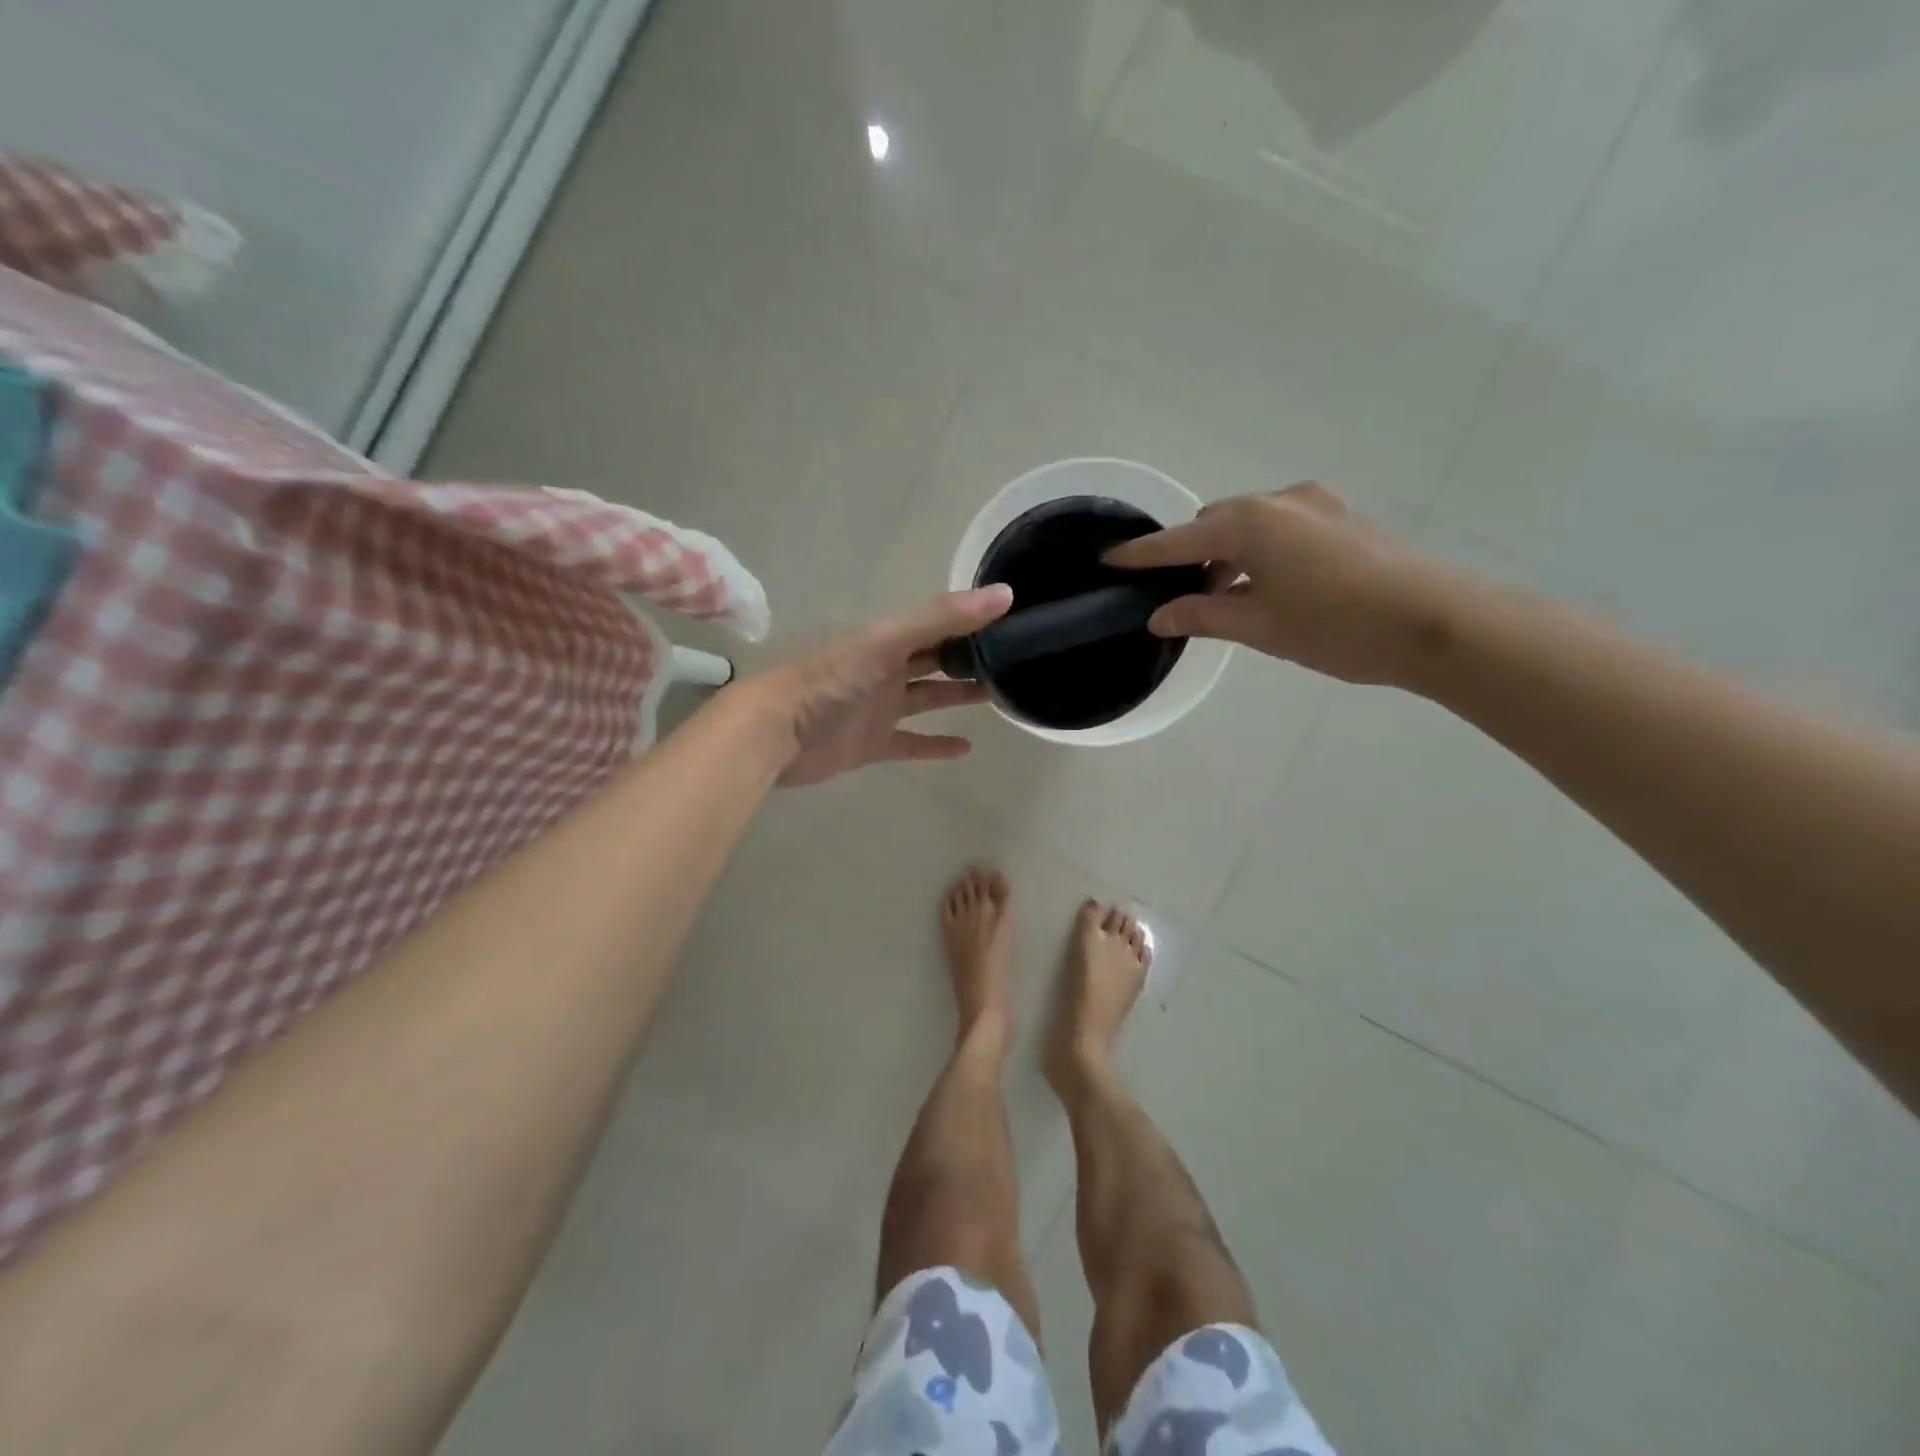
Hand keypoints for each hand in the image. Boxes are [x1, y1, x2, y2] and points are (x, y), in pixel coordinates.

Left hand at [741, 585, 1014, 786]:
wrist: (774, 733)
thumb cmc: (829, 680)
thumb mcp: (886, 641)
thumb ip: (941, 619)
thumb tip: (1005, 594)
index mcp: (887, 639)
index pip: (937, 624)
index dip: (971, 619)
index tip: (1012, 618)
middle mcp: (885, 670)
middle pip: (934, 659)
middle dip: (969, 657)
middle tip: (1013, 659)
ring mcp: (878, 708)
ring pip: (927, 698)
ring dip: (958, 695)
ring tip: (999, 694)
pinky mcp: (872, 744)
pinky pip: (911, 743)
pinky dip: (936, 745)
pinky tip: (967, 747)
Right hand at [1104, 484, 1469, 686]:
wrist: (1437, 623)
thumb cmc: (1336, 626)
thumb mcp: (1259, 627)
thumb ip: (1202, 616)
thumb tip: (1158, 616)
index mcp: (1251, 523)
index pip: (1179, 540)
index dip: (1142, 553)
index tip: (1108, 558)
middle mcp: (1280, 501)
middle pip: (1215, 523)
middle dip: (1191, 554)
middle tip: (1182, 596)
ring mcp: (1316, 506)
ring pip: (1249, 526)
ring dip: (1228, 555)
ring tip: (1225, 599)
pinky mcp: (1341, 519)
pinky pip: (1280, 529)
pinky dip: (1260, 553)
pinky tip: (1266, 588)